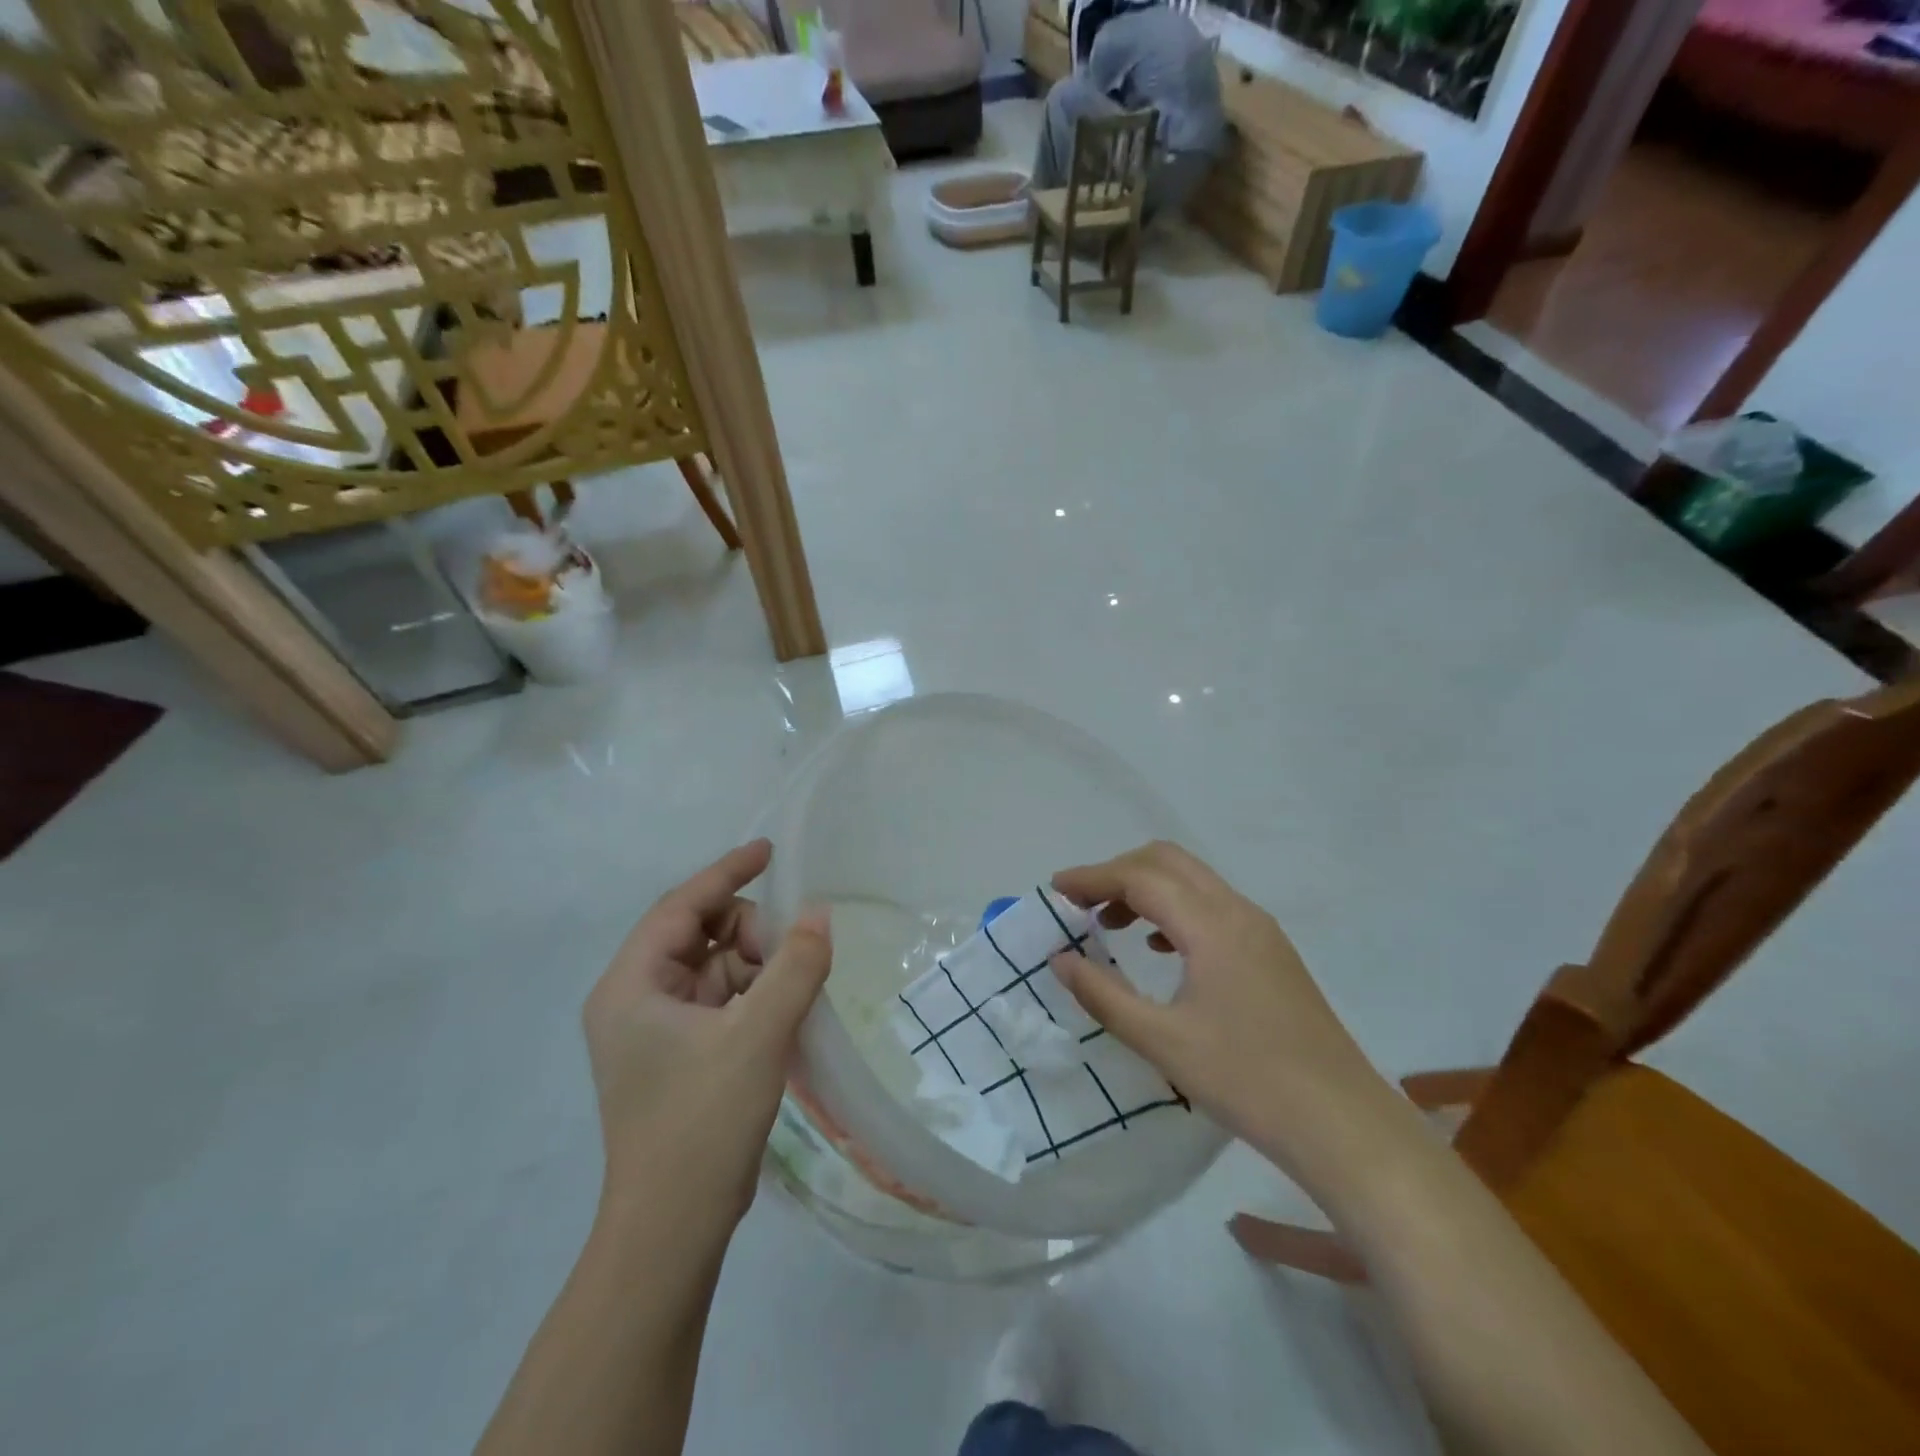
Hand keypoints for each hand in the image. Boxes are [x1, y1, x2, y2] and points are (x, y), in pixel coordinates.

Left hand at [583, 839, 829, 1225]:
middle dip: (750, 935)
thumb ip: (795, 967)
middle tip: (793, 958)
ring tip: (794, 993)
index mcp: (632, 985)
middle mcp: (635, 999)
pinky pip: (722, 1001)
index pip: (681, 906)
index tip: (769, 851)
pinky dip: (755, 996)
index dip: (727, 873)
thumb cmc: (702, 1123)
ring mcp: (656, 1030)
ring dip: (757, 968)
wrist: (671, 1231)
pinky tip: (785, 1013)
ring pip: (715, 968)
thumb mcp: (758, 1035)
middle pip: (700, 935)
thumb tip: (820, 914)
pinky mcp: (679, 1055)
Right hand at [1050, 842, 1393, 1179]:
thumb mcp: (1162, 1042)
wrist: (1343, 1124)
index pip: (1140, 877)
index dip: (1092, 877)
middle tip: (1081, 904)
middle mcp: (1238, 912)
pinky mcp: (1271, 951)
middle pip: (1167, 861)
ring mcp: (1260, 929)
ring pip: (1192, 881)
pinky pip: (1212, 906)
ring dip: (1146, 889)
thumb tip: (1060, 960)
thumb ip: (1103, 995)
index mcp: (1212, 925)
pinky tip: (1158, 947)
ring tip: (1110, 925)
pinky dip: (1174, 909)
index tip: (1055, 891)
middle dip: (1118, 872)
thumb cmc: (1247, 1081)